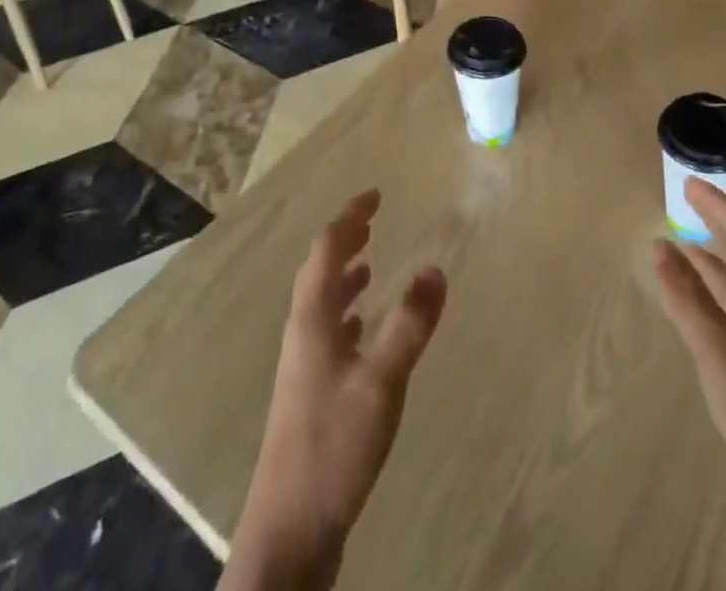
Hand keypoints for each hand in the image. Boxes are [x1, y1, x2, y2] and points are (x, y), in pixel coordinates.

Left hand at [229, 191, 447, 587]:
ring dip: (342, 275)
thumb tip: (435, 267)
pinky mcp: (309, 393)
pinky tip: (361, 328)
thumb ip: (409, 325)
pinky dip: (345, 313)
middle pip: (319, 271)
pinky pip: (326, 331)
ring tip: (368, 263)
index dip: (349, 218)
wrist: (289, 530)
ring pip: (321, 302)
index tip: (374, 195)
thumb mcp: (381, 382)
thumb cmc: (333, 446)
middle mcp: (302, 333)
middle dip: (345, 240)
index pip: (326, 250)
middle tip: (372, 219)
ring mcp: (302, 365)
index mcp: (312, 319)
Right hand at [651, 177, 725, 506]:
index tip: (687, 181)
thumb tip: (660, 246)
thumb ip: (687, 298)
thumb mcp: (718, 353)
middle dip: (718, 222)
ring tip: (682, 242)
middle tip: (686, 200)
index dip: (714, 203)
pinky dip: (722, 291)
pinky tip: (704, 300)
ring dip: (716, 258)